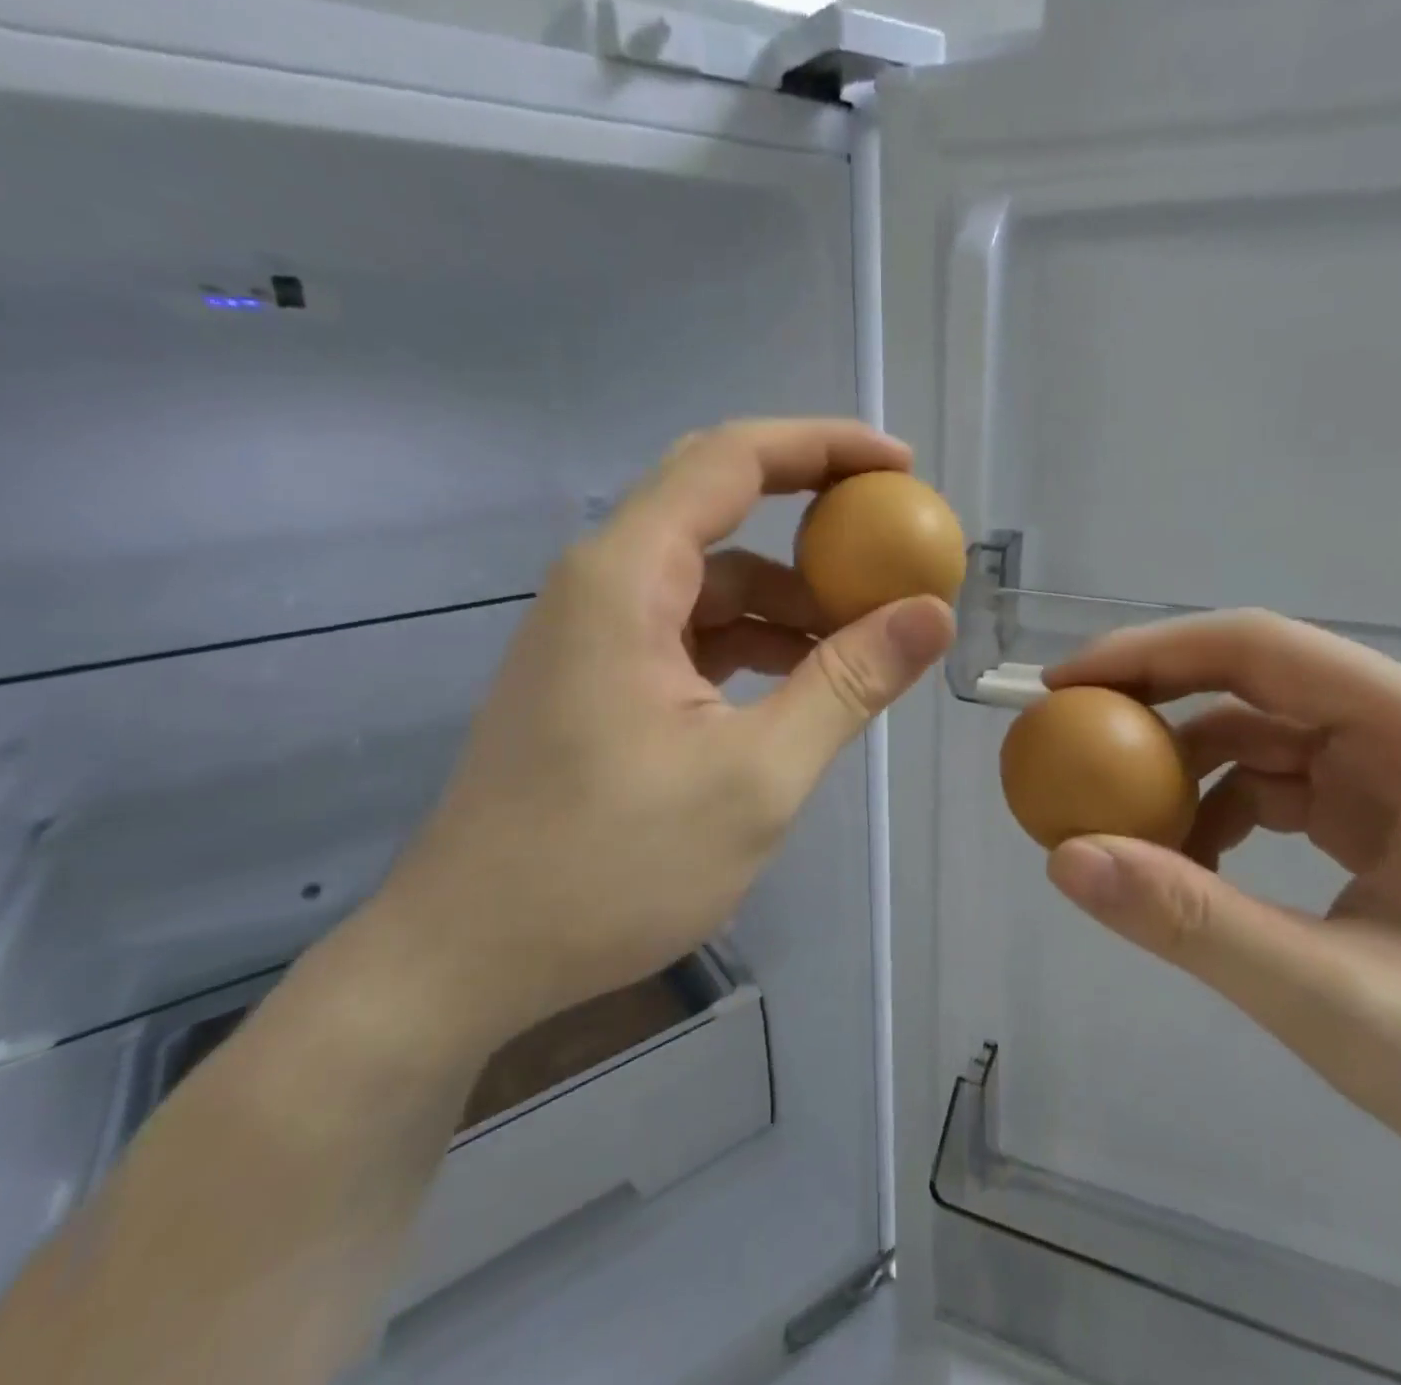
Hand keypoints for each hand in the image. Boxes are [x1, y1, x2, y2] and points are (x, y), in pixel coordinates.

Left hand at [364, 419, 953, 1052]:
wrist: (468, 955)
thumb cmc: (610, 867)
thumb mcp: (756, 776)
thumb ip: (848, 684)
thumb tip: (931, 614)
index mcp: (626, 578)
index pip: (732, 460)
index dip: (823, 446)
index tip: (900, 466)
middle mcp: (604, 582)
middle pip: (718, 501)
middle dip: (812, 506)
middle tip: (891, 531)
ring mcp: (597, 631)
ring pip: (711, 575)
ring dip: (789, 591)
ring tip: (866, 631)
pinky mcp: (601, 676)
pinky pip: (694, 627)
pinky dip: (756, 638)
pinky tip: (805, 679)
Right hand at [1044, 611, 1400, 1216]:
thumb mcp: (1342, 1004)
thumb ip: (1196, 925)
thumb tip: (1066, 857)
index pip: (1260, 647)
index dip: (1147, 654)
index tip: (1063, 687)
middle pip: (1251, 677)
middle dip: (1151, 703)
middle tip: (1067, 744)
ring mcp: (1399, 769)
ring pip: (1255, 732)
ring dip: (1179, 770)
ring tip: (1122, 827)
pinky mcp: (1384, 811)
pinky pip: (1274, 782)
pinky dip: (1215, 811)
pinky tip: (1190, 865)